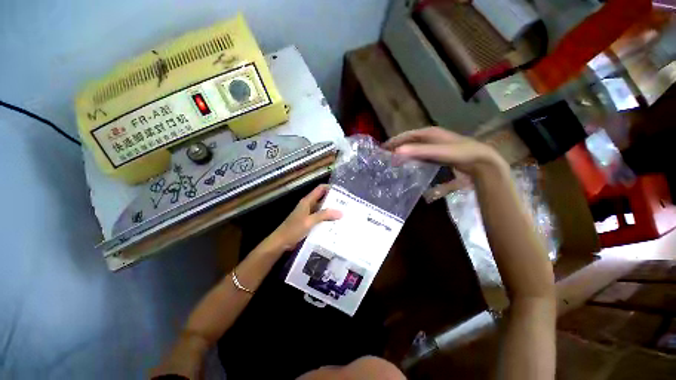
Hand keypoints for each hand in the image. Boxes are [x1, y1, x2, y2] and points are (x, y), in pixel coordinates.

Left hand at [270, 185, 341, 250]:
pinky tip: (336, 224)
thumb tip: (341, 212)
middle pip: (323, 199)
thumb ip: (324, 215)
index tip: (343, 192)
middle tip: (347, 205)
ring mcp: (309, 214)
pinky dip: (327, 220)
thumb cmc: (293, 229)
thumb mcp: (309, 221)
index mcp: (307, 201)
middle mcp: (309, 206)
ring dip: (332, 211)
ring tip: (345, 215)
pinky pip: (321, 219)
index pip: (321, 189)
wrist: (281, 242)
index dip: (331, 187)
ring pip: (323, 210)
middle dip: (334, 201)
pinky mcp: (309, 223)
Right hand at [383, 127, 506, 176]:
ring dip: (405, 152)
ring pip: (415, 147)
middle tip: (386, 155)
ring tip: (394, 159)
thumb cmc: (459, 153)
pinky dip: (413, 157)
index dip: (394, 141)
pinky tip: (410, 164)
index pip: (407, 135)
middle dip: (398, 146)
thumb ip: (418, 151)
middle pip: (410, 140)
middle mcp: (431, 136)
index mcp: (429, 133)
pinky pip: (421, 153)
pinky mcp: (439, 153)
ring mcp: (436, 145)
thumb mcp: (438, 152)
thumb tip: (396, 152)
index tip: (383, 148)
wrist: (480, 160)